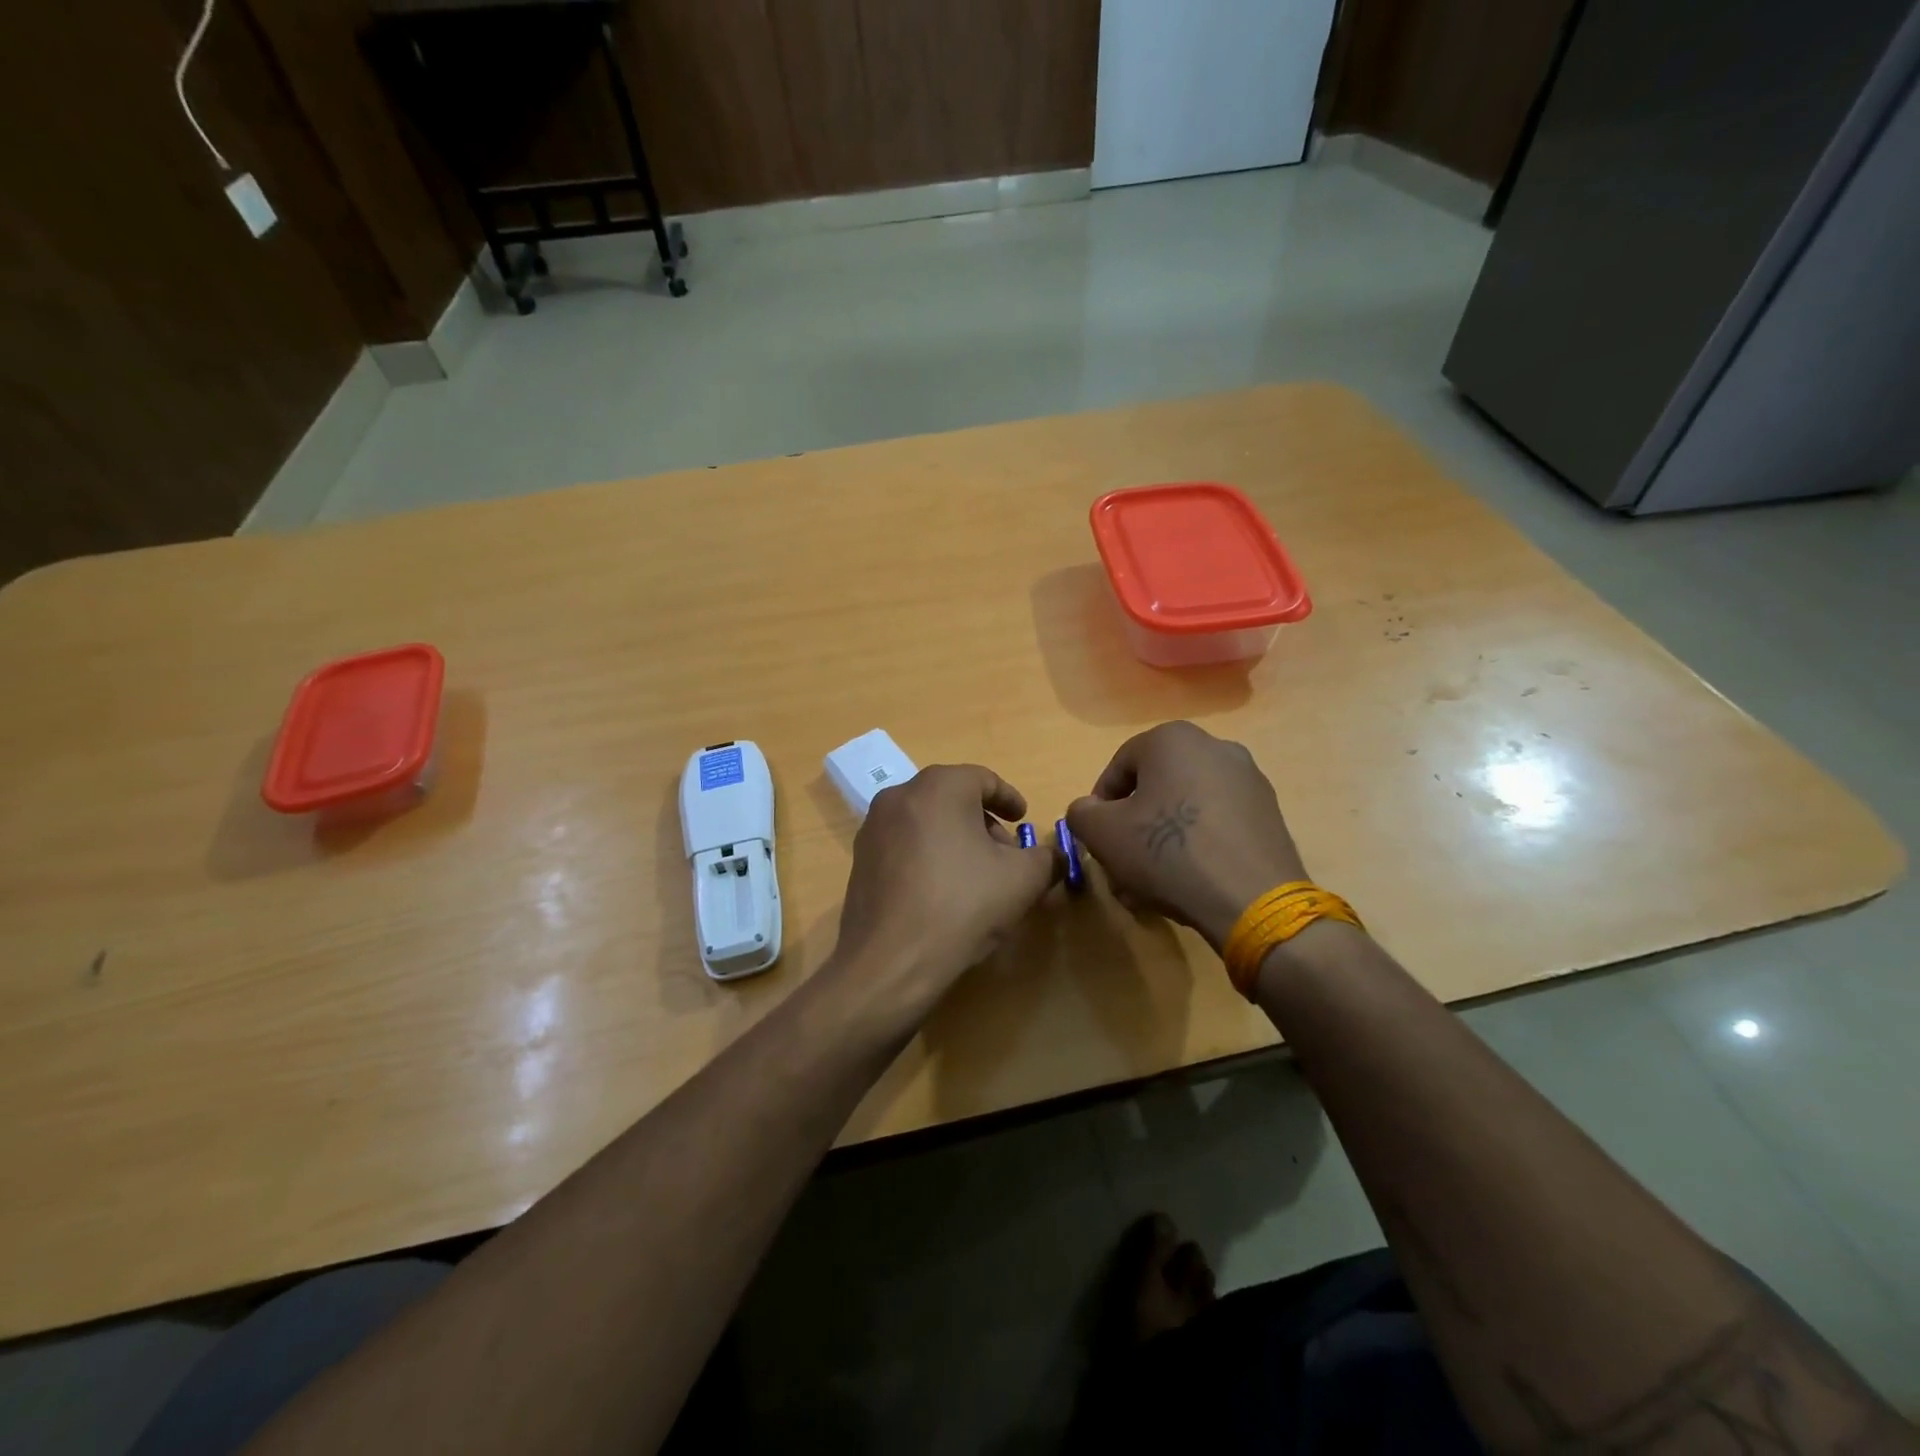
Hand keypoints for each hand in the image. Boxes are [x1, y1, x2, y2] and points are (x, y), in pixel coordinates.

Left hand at [829, 765, 1060, 1020]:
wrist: (891, 960)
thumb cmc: (963, 905)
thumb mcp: (1023, 880)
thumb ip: (1047, 859)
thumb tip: (1054, 857)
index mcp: (939, 787)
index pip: (983, 779)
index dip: (1009, 799)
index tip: (1024, 820)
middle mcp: (900, 796)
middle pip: (952, 798)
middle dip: (983, 823)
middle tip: (1005, 855)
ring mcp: (873, 828)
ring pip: (926, 821)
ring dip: (956, 840)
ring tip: (976, 877)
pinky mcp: (860, 860)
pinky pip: (904, 845)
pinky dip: (928, 856)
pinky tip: (942, 893)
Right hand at [1065, 722, 1307, 950]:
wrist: (1251, 899)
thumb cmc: (1167, 852)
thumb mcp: (1102, 834)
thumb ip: (1082, 814)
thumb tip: (1089, 810)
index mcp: (1173, 739)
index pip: (1119, 768)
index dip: (1100, 806)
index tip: (1098, 839)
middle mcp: (1215, 747)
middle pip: (1155, 788)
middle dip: (1133, 826)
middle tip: (1122, 863)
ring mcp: (1248, 780)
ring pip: (1185, 808)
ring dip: (1162, 840)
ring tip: (1150, 882)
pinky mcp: (1269, 814)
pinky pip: (1217, 824)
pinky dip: (1197, 846)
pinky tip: (1187, 881)